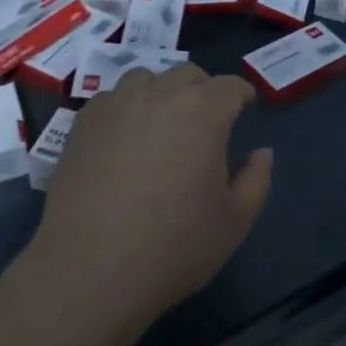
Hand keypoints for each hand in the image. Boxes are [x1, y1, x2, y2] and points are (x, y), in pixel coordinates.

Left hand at [24, 64, 272, 334]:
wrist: (89, 269)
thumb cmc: (173, 246)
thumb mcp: (234, 221)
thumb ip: (256, 179)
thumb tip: (262, 152)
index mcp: (203, 112)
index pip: (230, 86)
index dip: (242, 94)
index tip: (246, 106)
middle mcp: (160, 95)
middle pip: (188, 75)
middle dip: (204, 90)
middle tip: (207, 120)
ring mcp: (116, 105)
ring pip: (146, 79)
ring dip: (162, 92)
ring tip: (162, 123)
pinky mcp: (82, 123)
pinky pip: (112, 99)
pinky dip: (126, 108)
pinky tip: (124, 138)